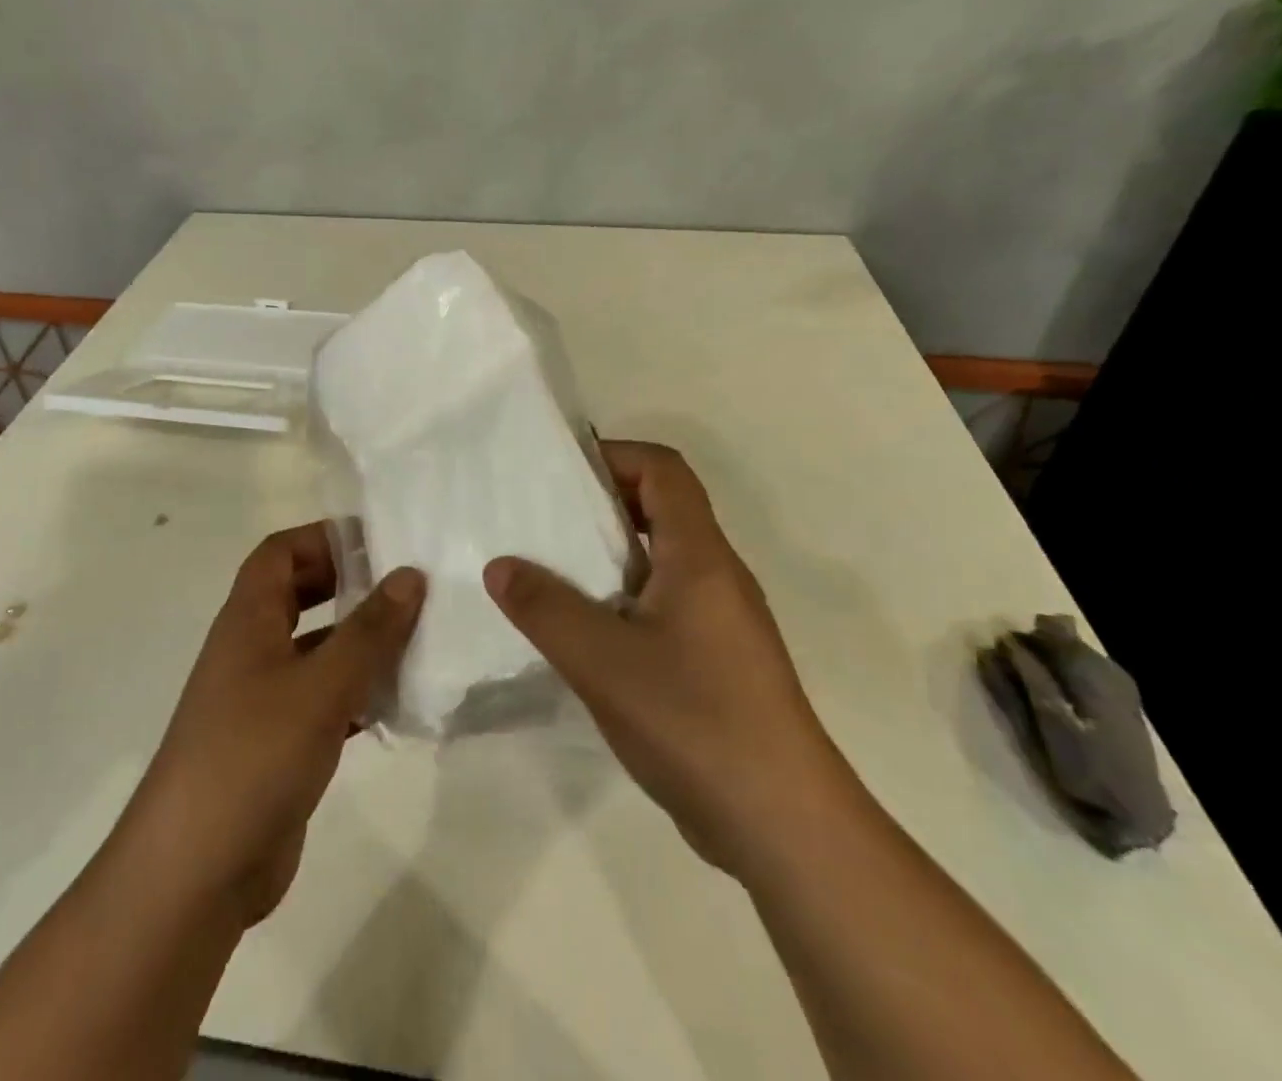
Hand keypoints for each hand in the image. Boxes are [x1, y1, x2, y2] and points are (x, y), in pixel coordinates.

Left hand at [125, 525, 423, 927]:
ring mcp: (264, 699)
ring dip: (361, 641)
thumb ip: (369, 630)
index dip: (323, 538)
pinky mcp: (281, 743)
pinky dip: (360, 692)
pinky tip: (401, 700)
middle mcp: (253, 650)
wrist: (196, 873)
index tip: (379, 542)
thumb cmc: (253, 756)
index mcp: (248, 620)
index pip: (280, 553)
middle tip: (407, 585)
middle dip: (349, 585)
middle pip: (300, 595)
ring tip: (420, 636)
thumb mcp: (320, 686)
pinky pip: (326, 699)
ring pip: (318, 649)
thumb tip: (410, 574)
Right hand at [484, 441, 832, 873]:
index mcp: (700, 556)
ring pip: (660, 560)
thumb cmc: (695, 721)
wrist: (782, 826)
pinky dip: (620, 599)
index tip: (559, 474)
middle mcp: (716, 576)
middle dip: (600, 504)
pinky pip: (662, 604)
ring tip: (549, 571)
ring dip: (607, 555)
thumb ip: (545, 607)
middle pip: (661, 509)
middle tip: (541, 520)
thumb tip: (499, 565)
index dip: (614, 456)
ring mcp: (719, 621)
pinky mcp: (715, 660)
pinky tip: (582, 633)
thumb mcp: (602, 661)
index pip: (663, 471)